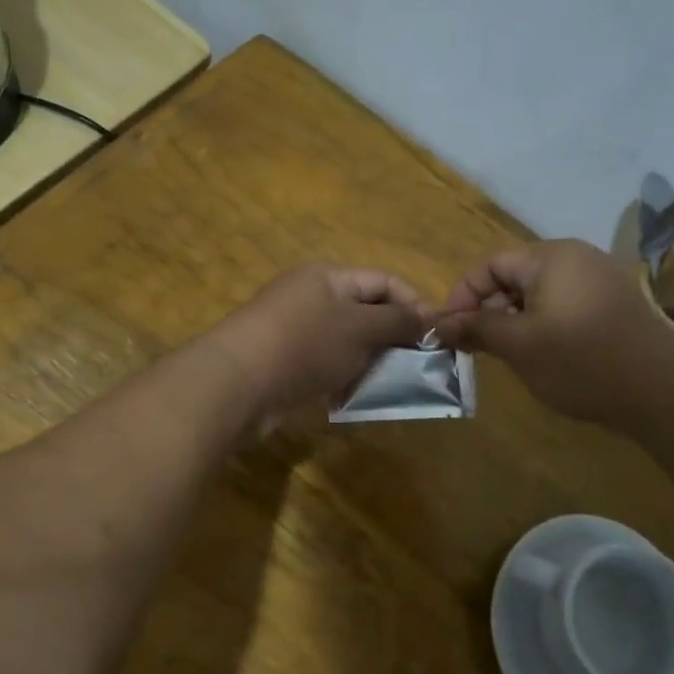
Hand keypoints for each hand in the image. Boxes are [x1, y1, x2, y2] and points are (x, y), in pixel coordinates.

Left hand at [208, 266, 429, 431]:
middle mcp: (310, 297)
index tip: (436, 335)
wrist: (238, 384)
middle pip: (364, 311)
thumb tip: (427, 318)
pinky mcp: (284, 362)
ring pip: (346, 342)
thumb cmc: (305, 345)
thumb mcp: (360, 328)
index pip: (383, 281)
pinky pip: (325, 364)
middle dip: (392, 337)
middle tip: (417, 365)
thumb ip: (397, 322)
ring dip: (368, 361)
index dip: (413, 303)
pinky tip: (352, 396)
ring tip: (388, 384)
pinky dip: (343, 377)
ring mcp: (294, 330)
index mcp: (328, 277)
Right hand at [436, 239, 673, 427]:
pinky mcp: (615, 305)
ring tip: (507, 355)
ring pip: (539, 295)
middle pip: (515, 277)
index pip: (490, 265)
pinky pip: (565, 306)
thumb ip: (476, 328)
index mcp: (551, 256)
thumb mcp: (518, 345)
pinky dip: (543, 326)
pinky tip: (543, 356)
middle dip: (489, 310)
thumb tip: (440, 323)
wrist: (661, 391)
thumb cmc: (580, 361)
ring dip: (515, 321)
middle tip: (476, 348)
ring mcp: (600, 280)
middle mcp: (577, 258)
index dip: (463, 296)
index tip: (448, 331)